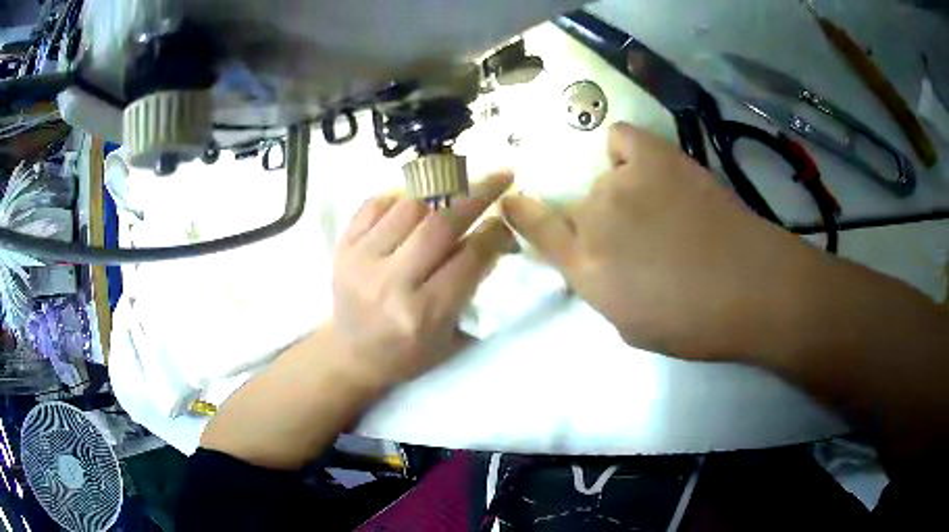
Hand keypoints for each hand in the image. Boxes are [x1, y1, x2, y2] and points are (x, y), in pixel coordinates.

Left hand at [329, 173, 514, 386]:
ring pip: (409, 205)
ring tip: (460, 182)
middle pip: (440, 224)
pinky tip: (417, 200)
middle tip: (500, 176)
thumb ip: (474, 288)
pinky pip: (375, 203)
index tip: (507, 216)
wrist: (351, 355)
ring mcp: (360, 260)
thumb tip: (495, 236)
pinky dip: (401, 195)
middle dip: (477, 194)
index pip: (468, 257)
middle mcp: (390, 282)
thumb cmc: (408, 354)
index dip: (494, 231)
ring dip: (440, 189)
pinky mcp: (342, 247)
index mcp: (423, 313)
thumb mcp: (451, 337)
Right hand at [502, 123, 823, 360]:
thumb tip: (598, 260)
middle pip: (580, 206)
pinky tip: (647, 165)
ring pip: (606, 179)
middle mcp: (593, 218)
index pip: (535, 228)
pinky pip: (623, 138)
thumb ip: (601, 287)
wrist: (751, 287)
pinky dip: (628, 151)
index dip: (522, 212)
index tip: (514, 200)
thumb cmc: (695, 323)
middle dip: (602, 222)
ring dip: (624, 194)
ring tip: (664, 208)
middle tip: (642, 236)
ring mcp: (622, 182)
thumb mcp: (631, 325)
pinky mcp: (655, 156)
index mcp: (585, 268)